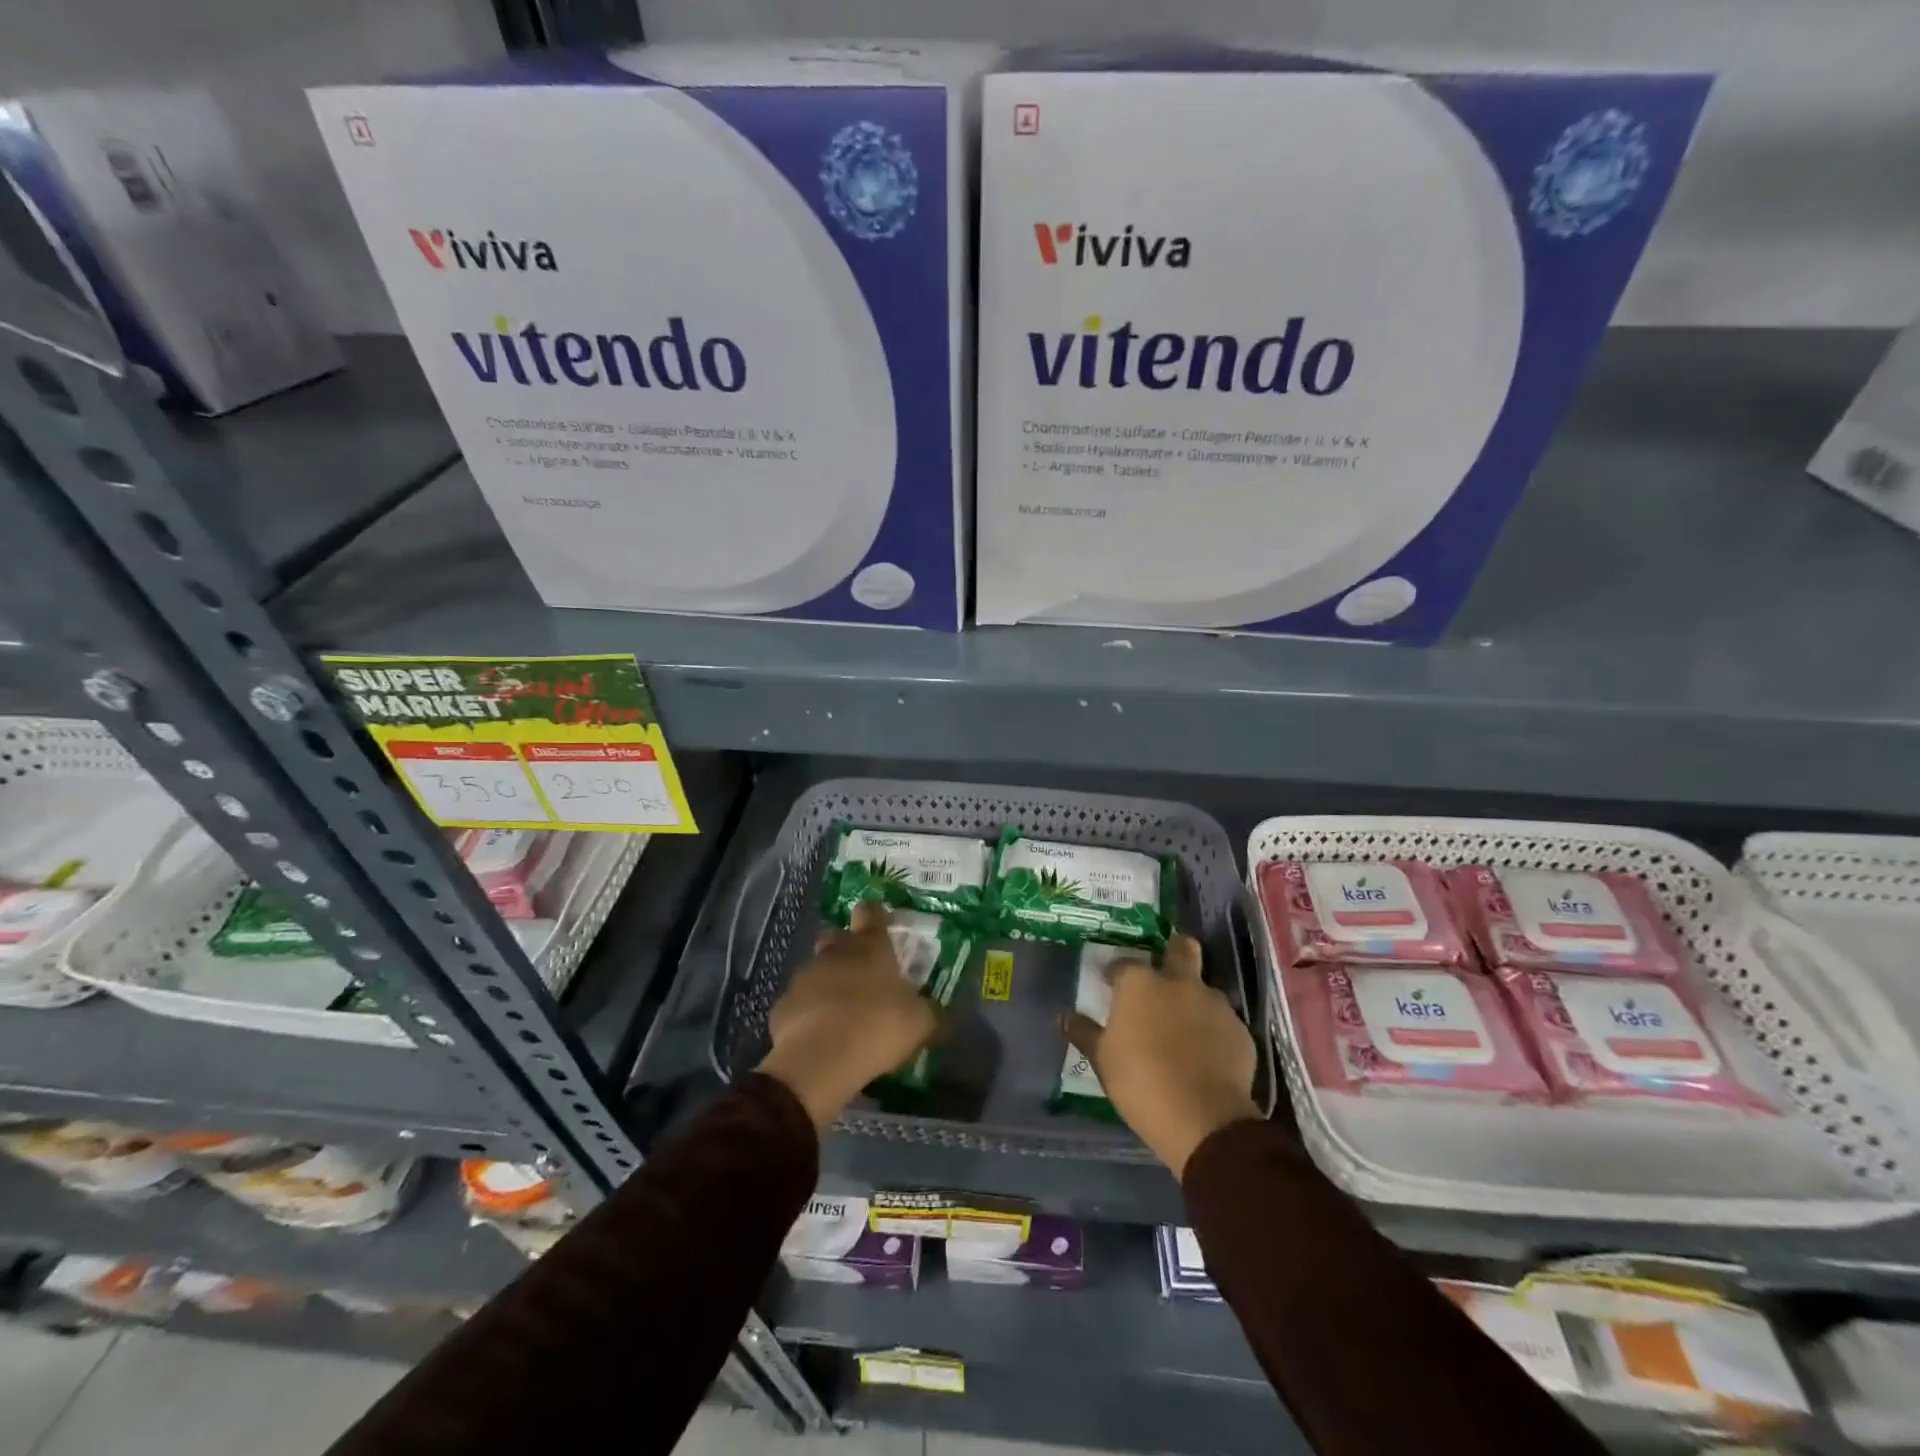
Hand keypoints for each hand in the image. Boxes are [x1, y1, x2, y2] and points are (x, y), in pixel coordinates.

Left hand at [758, 902, 937, 1128]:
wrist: (820, 1060)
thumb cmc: (878, 1027)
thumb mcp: (920, 1023)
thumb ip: (929, 1012)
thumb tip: (938, 1013)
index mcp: (870, 947)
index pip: (871, 911)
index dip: (876, 915)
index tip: (884, 926)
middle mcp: (835, 953)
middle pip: (837, 936)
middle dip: (847, 948)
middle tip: (863, 973)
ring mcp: (804, 977)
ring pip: (816, 969)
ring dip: (828, 983)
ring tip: (843, 1012)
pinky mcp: (783, 1005)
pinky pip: (800, 1002)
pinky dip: (809, 1012)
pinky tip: (821, 1036)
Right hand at [1062, 934, 1261, 1178]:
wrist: (1204, 1120)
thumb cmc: (1141, 1083)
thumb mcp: (1102, 1060)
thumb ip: (1084, 1033)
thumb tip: (1063, 1016)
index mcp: (1140, 984)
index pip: (1123, 964)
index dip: (1115, 974)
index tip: (1110, 986)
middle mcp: (1180, 983)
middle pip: (1182, 948)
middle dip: (1173, 951)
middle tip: (1163, 973)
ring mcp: (1215, 1005)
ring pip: (1204, 988)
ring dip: (1193, 999)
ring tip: (1184, 1028)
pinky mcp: (1241, 1032)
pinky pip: (1222, 1022)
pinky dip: (1213, 1031)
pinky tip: (1206, 1054)